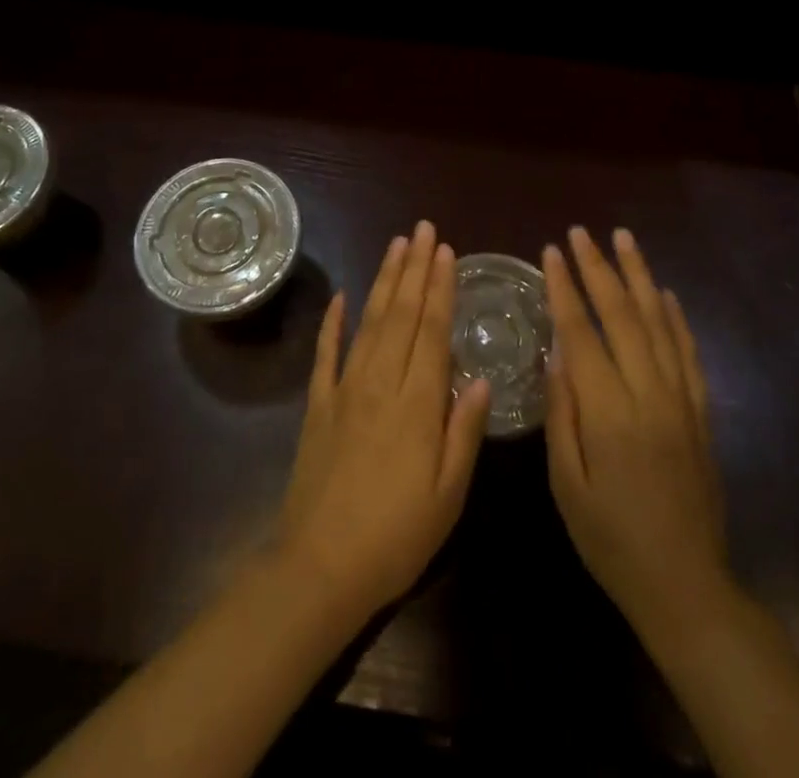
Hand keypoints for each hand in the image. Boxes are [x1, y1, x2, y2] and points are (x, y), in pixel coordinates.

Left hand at [276, 221, 492, 625]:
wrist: (319, 567)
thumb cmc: (396, 536)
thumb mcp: (448, 495)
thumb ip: (464, 432)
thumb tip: (480, 378)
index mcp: (417, 403)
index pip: (433, 331)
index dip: (440, 288)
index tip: (446, 252)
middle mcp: (381, 383)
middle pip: (402, 314)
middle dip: (415, 269)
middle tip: (423, 230)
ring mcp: (345, 390)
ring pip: (369, 322)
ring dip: (384, 282)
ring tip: (396, 246)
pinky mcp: (318, 405)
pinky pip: (326, 353)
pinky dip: (332, 322)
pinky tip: (340, 297)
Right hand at [543, 226, 731, 646]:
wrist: (686, 584)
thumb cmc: (611, 539)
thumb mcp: (567, 484)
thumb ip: (561, 414)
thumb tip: (555, 353)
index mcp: (609, 413)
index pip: (582, 333)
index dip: (564, 288)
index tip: (551, 252)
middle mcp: (649, 394)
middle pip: (623, 315)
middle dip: (598, 268)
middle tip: (581, 232)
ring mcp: (681, 399)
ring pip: (659, 322)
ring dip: (639, 276)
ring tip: (623, 239)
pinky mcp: (700, 411)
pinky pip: (688, 352)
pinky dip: (676, 316)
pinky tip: (664, 292)